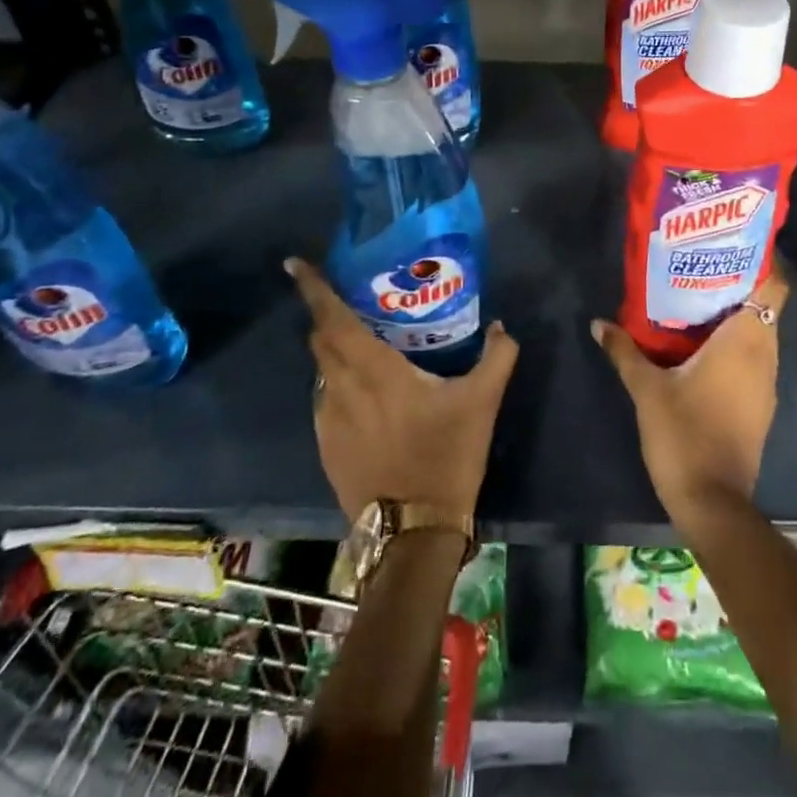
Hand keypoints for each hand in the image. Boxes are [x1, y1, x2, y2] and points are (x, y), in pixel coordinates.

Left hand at [289, 257, 518, 521]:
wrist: (413, 532)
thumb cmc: (445, 456)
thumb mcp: (482, 402)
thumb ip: (497, 356)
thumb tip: (501, 326)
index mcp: (374, 370)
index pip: (333, 319)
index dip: (314, 289)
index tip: (295, 264)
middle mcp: (342, 389)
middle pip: (321, 339)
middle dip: (327, 313)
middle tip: (349, 296)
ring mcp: (328, 420)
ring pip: (322, 370)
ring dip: (333, 348)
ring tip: (360, 340)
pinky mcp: (326, 447)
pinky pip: (325, 398)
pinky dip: (338, 381)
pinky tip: (365, 390)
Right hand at [592, 271, 785, 530]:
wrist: (713, 503)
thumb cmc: (684, 433)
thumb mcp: (647, 388)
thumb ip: (624, 350)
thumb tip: (599, 322)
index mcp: (746, 340)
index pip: (774, 287)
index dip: (761, 262)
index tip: (731, 246)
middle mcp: (764, 355)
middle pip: (764, 306)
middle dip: (737, 284)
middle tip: (700, 267)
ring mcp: (766, 383)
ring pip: (759, 334)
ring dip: (735, 316)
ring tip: (696, 299)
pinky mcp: (760, 405)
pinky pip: (754, 358)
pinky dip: (735, 344)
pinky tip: (702, 346)